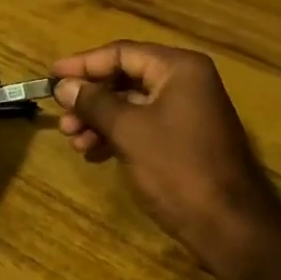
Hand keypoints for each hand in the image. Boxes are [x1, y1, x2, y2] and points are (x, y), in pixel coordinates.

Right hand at [52, 41, 280, 279]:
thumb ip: (94, 102)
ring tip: (74, 140)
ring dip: (100, 118)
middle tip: (62, 116)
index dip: (83, 64)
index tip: (51, 76)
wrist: (229, 226)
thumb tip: (63, 84)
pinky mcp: (186, 139)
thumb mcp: (129, 131)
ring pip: (133, 104)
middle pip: (127, 76)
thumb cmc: (177, 168)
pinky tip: (93, 151)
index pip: (122, 53)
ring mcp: (189, 111)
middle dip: (91, 96)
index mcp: (179, 68)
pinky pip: (144, 124)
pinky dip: (118, 134)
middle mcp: (187, 82)